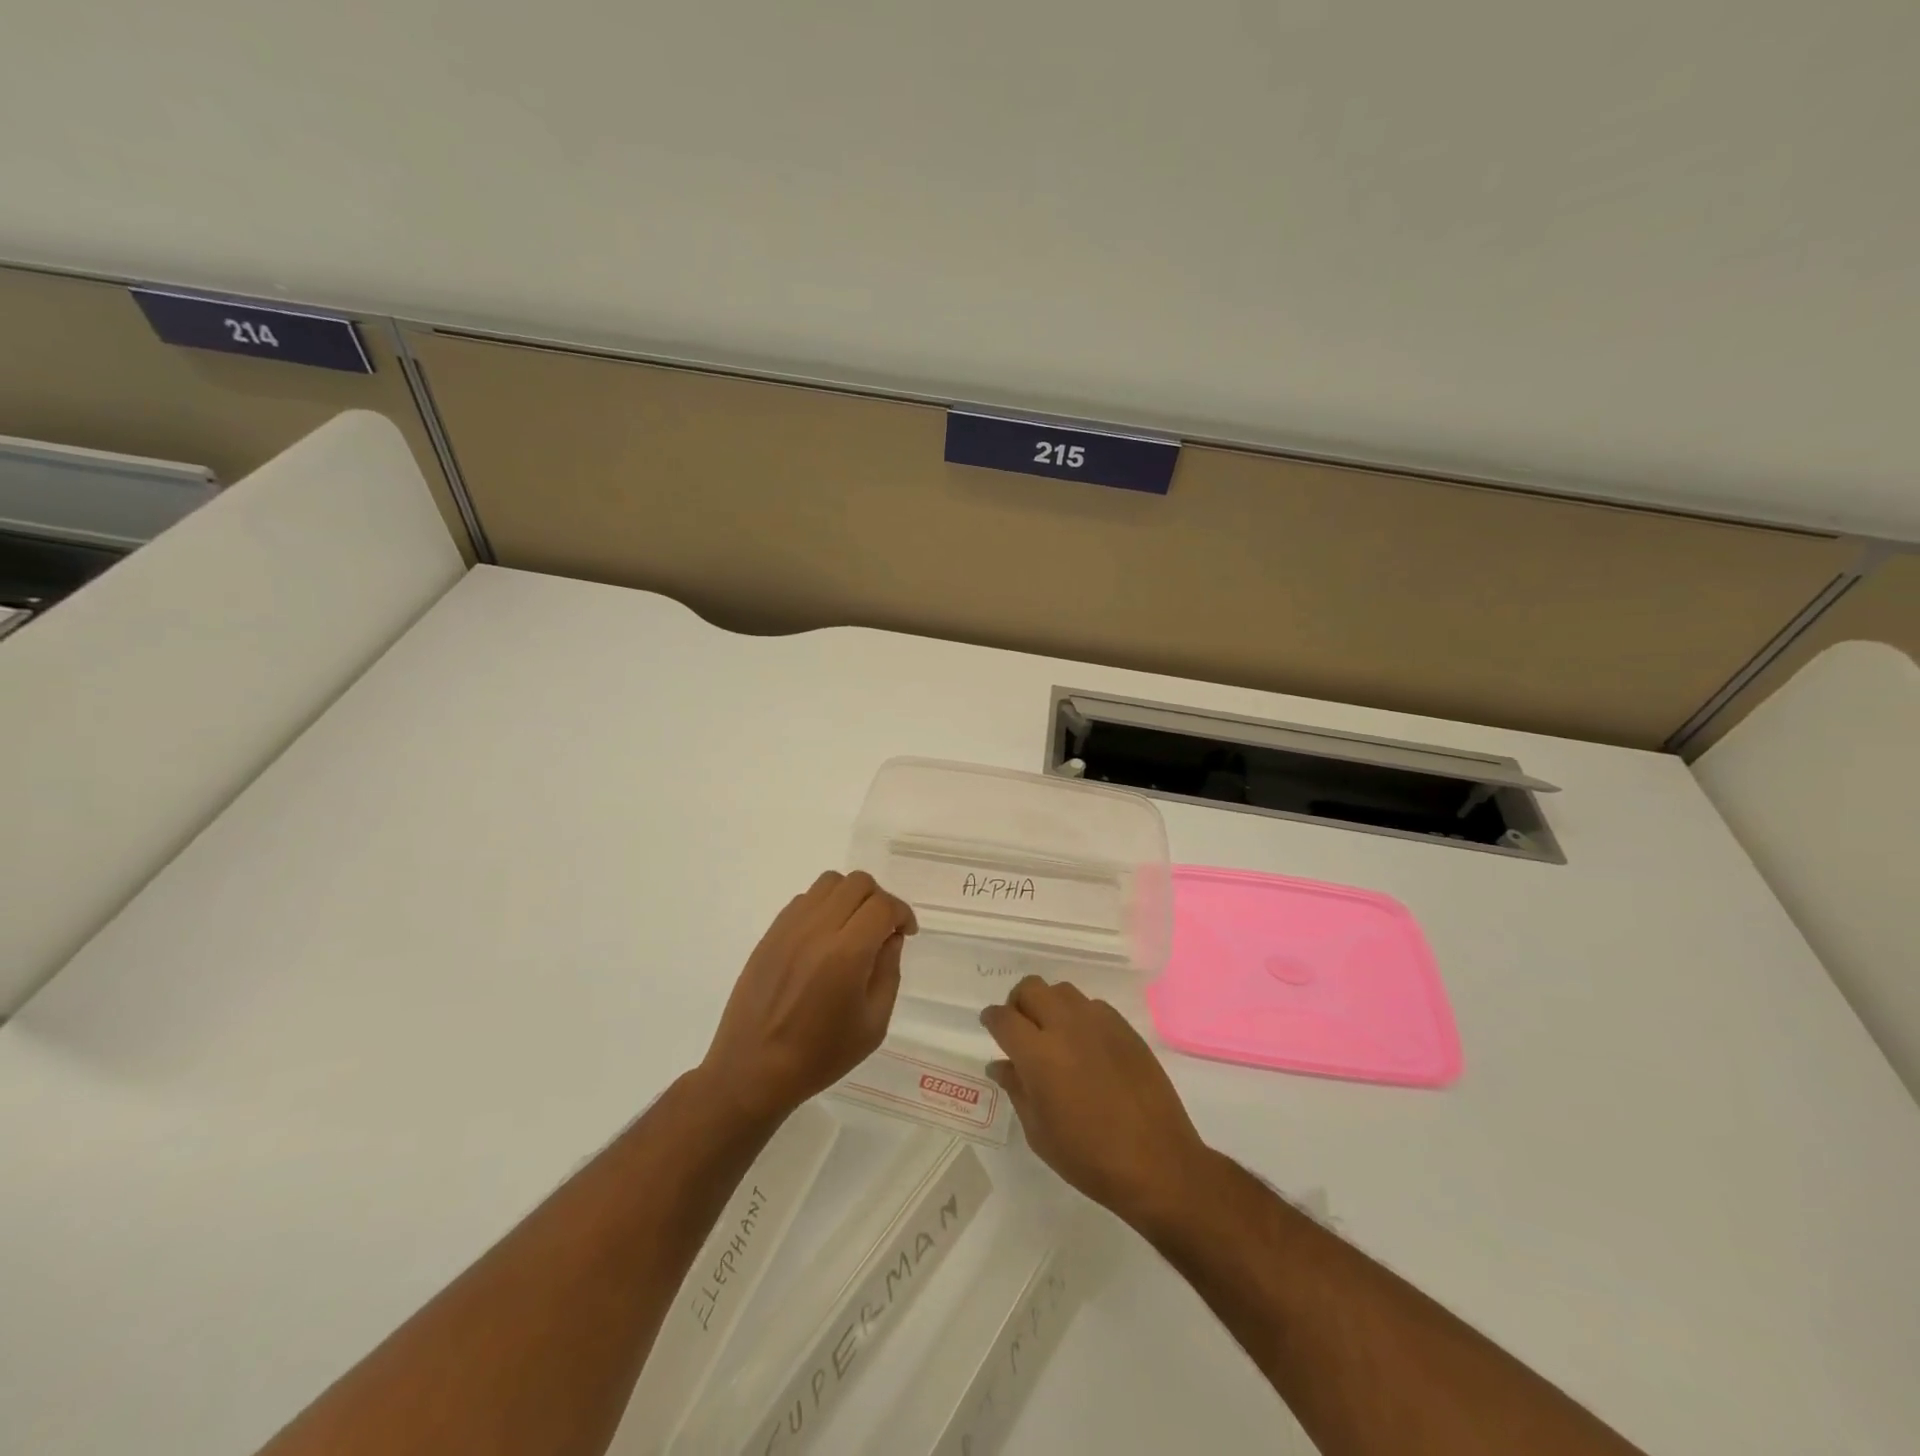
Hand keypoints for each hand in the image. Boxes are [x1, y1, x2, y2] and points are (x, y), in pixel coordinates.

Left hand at [700, 871, 915, 1125]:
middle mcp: (817, 930)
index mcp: (847, 954)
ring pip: (829, 882)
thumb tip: (890, 937)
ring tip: (853, 928)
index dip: (902, 913)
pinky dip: (823, 906)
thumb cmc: (820, 1056)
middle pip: (858, 883)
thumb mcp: (873, 1024)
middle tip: (882, 930)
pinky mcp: (770, 933)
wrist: (753, 1070)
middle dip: (879, 900)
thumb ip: (888, 971)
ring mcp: (789, 928)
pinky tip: (825, 937)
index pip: (883, 906)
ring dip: (850, 896)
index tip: (906, 933)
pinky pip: (804, 899)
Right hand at [980, 977, 1209, 1227]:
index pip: (1003, 1018)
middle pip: (1031, 988)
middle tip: (1021, 1029)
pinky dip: (1079, 1016)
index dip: (992, 1019)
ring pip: (1062, 991)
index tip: (990, 1026)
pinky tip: (1086, 1046)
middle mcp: (1066, 1026)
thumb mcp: (1039, 1132)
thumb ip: (1016, 1089)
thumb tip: (999, 1065)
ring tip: (1054, 1035)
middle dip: (1018, 1003)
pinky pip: (1092, 1006)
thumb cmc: (1089, 1157)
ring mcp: (1099, 1023)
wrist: (1157, 1162)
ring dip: (1050, 1005)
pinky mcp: (1125, 1027)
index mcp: (1038, 1054)